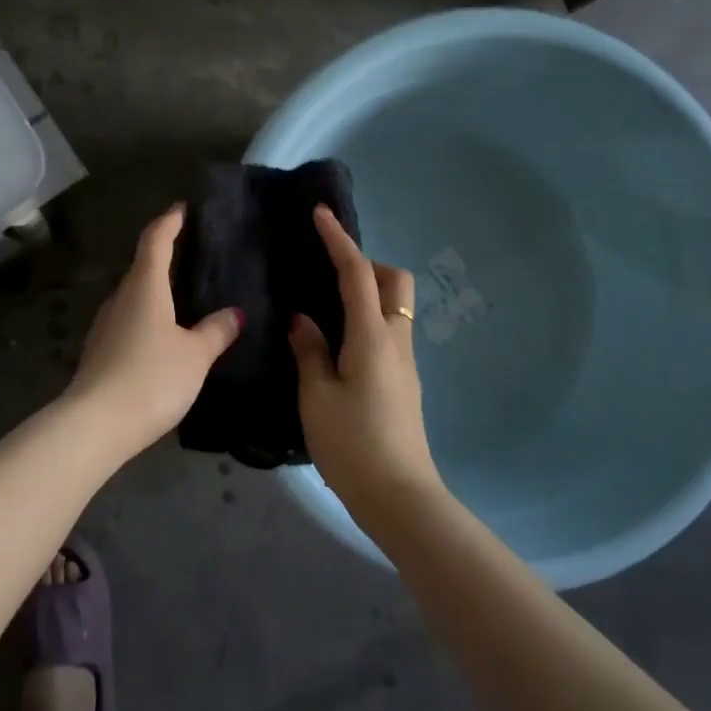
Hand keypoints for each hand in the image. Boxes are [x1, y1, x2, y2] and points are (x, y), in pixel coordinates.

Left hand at [64, 204, 242, 459]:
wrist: (96, 424)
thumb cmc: (151, 378)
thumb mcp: (195, 355)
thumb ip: (216, 331)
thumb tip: (235, 313)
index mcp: (145, 287)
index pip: (155, 241)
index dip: (170, 222)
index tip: (182, 209)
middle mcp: (121, 298)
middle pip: (142, 266)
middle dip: (164, 254)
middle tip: (192, 251)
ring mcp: (106, 325)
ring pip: (134, 295)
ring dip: (155, 288)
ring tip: (183, 292)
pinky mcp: (100, 351)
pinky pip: (129, 320)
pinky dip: (148, 315)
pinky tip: (163, 333)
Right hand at [288, 206, 442, 518]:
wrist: (398, 495)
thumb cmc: (351, 443)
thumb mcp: (317, 396)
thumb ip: (310, 351)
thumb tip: (305, 321)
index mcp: (372, 336)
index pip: (357, 274)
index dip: (339, 240)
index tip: (321, 215)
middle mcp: (396, 340)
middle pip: (395, 281)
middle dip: (367, 264)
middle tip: (329, 273)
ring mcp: (405, 362)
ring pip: (396, 307)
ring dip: (369, 292)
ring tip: (327, 306)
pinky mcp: (404, 381)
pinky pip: (389, 331)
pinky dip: (368, 319)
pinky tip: (338, 343)